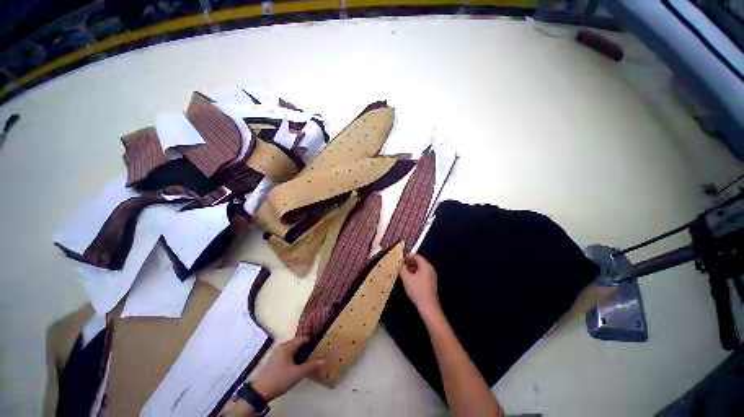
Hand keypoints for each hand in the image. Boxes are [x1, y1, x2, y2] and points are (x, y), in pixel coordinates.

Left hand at [250, 336, 323, 401]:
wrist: (260, 391)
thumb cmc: (280, 379)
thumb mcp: (297, 373)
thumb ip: (311, 366)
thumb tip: (324, 360)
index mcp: (288, 346)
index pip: (303, 338)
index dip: (312, 342)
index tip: (319, 348)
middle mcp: (282, 346)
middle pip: (298, 344)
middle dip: (307, 349)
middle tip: (315, 356)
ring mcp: (278, 353)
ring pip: (293, 350)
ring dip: (301, 355)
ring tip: (309, 362)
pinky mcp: (275, 361)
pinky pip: (288, 355)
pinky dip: (295, 358)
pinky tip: (298, 367)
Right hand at [399, 254, 439, 313]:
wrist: (428, 306)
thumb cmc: (417, 290)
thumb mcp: (406, 278)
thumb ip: (402, 268)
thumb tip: (400, 264)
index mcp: (425, 266)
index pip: (417, 256)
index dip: (408, 256)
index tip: (400, 259)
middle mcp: (430, 269)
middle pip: (419, 261)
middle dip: (410, 262)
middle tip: (401, 265)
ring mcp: (432, 276)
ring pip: (421, 268)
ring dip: (412, 268)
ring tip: (404, 272)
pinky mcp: (431, 283)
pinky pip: (423, 274)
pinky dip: (416, 273)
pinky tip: (410, 279)